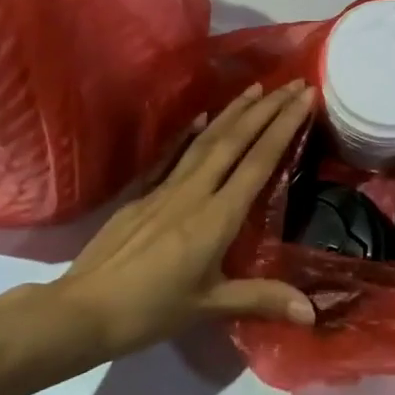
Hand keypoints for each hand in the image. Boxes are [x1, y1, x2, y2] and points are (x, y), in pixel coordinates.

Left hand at [58, 80, 316, 361]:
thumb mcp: (209, 307)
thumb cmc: (150, 311)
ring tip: (255, 87)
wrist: (82, 311)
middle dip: (267, 108)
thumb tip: (312, 311)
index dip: (284, 126)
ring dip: (234, 111)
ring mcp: (166, 188)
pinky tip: (201, 116)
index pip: (258, 161)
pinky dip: (188, 133)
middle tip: (291, 82)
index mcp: (217, 217)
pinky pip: (171, 155)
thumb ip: (261, 299)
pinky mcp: (142, 193)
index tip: (304, 97)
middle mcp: (195, 191)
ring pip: (206, 140)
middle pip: (236, 140)